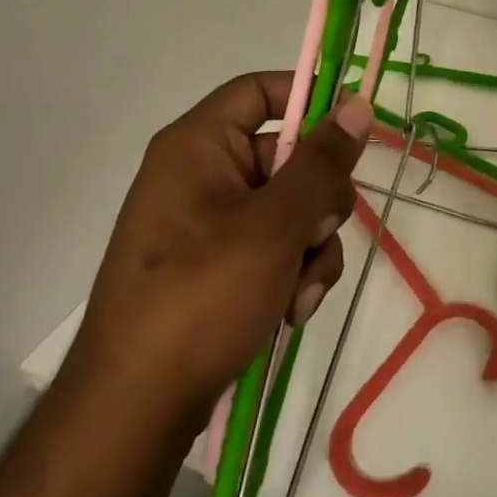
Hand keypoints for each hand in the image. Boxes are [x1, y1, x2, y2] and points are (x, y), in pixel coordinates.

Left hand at [66, 71, 374, 428]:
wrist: (138, 404)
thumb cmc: (203, 295)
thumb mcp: (275, 224)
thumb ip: (323, 163)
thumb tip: (358, 105)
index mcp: (198, 146)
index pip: (260, 92)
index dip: (310, 99)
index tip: (355, 129)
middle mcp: (202, 176)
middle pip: (289, 157)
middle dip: (319, 201)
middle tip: (317, 233)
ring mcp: (210, 224)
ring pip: (292, 209)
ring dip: (311, 248)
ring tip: (298, 292)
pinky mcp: (218, 266)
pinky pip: (276, 247)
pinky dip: (293, 274)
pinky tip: (289, 310)